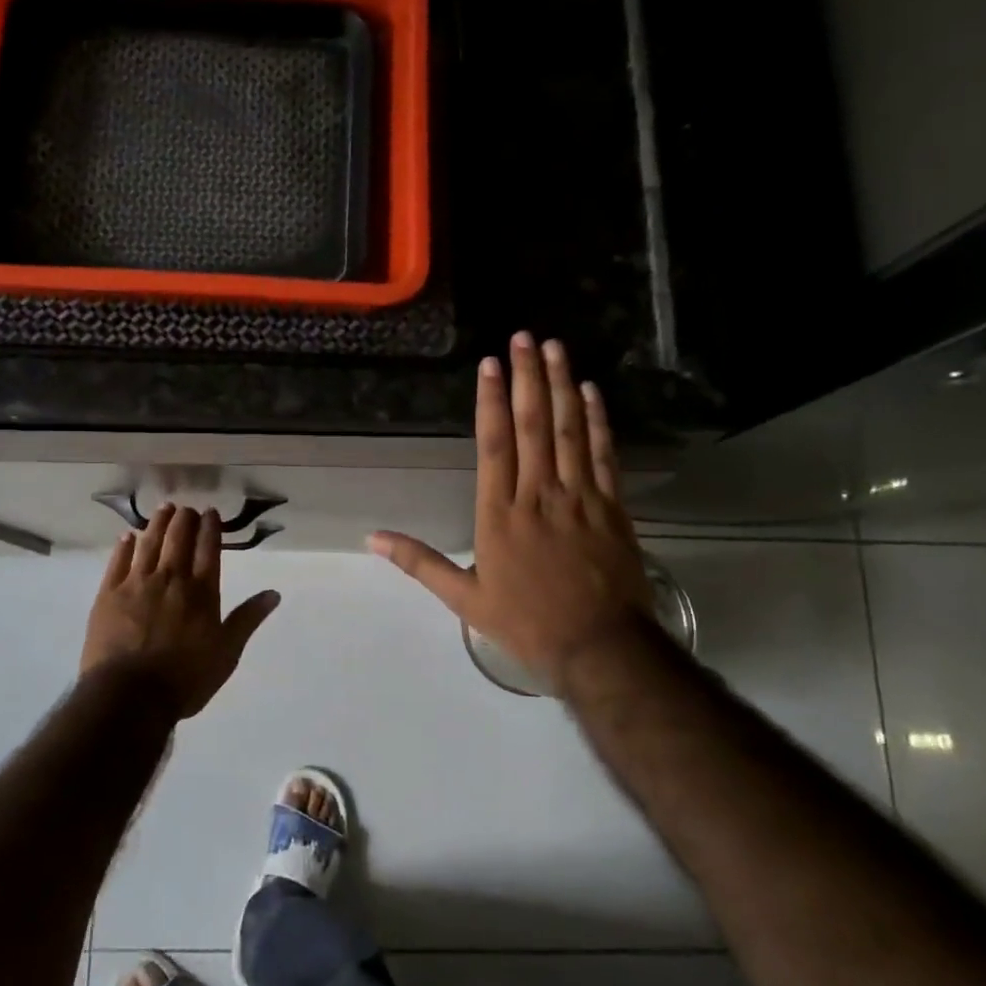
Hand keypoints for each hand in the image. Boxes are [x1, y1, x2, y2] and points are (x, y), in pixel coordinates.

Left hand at [81, 505, 280, 720]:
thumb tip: (274, 593)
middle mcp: (171, 579)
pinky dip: (125, 546)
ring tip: (164, 509)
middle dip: (184, 519)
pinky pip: (118, 562)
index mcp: (201, 592)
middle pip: (178, 539)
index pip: (208, 549)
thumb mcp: (226, 653)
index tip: (210, 512)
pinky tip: (128, 537)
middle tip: (186, 509)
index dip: (210, 527)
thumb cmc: (185, 679)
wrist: (130, 695)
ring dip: (157, 523)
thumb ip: (247, 619)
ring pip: (149, 543)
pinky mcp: (108, 594)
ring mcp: (137, 584)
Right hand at [369, 334, 653, 690]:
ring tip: (554, 348)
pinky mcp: (612, 507)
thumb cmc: (527, 623)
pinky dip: (596, 421)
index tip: (490, 364)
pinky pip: (603, 455)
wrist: (599, 648)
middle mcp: (539, 495)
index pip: (494, 445)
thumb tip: (373, 537)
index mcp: (500, 515)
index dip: (491, 401)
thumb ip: (420, 562)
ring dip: (560, 386)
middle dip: (527, 377)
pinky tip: (590, 391)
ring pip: (568, 431)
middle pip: (533, 426)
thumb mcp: (464, 599)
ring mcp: (579, 498)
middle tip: (524, 337)